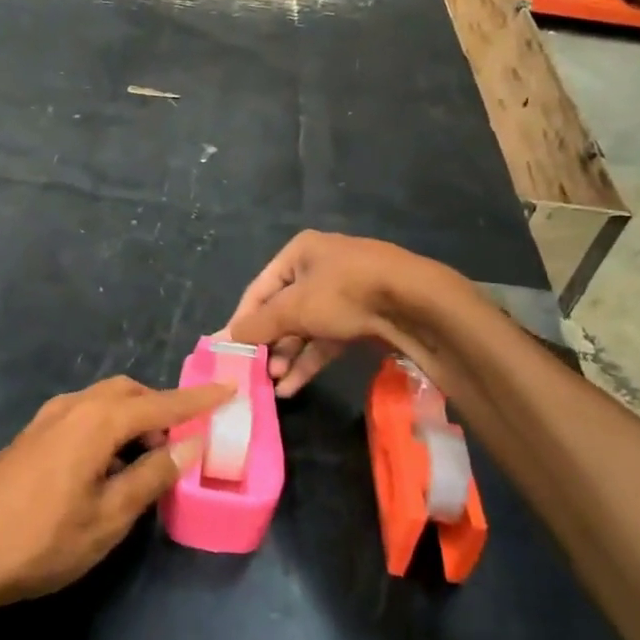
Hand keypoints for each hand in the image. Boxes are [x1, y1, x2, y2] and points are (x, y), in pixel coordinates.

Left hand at [0, 376, 231, 610]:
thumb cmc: (40, 539)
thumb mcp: (108, 517)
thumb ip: (151, 476)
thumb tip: (188, 444)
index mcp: (96, 420)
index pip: (160, 403)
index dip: (198, 400)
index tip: (230, 389)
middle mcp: (72, 407)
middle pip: (128, 393)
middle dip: (161, 407)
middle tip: (184, 438)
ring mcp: (45, 420)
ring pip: (102, 402)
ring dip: (133, 418)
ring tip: (149, 456)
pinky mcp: (30, 437)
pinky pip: (83, 416)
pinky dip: (108, 427)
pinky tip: (108, 464)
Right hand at [226, 231, 444, 396]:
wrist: (415, 303)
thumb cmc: (344, 293)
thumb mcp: (294, 308)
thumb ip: (259, 325)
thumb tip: (225, 337)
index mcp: (299, 253)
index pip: (259, 289)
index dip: (243, 320)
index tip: (230, 350)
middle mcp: (319, 268)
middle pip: (283, 310)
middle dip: (270, 344)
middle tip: (256, 372)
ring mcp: (344, 294)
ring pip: (306, 328)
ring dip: (289, 356)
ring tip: (274, 385)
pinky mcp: (362, 318)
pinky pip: (327, 339)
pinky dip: (310, 360)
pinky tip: (293, 386)